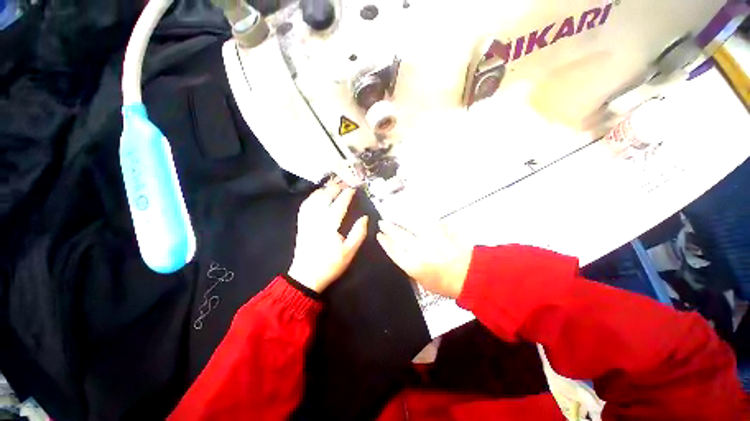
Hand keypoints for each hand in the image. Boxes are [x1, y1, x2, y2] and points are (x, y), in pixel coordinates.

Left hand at [288, 184, 368, 292]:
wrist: (306, 276)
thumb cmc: (330, 264)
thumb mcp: (349, 252)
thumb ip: (358, 233)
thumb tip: (365, 217)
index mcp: (330, 226)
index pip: (339, 204)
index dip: (347, 194)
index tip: (353, 187)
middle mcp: (316, 219)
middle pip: (325, 197)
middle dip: (335, 187)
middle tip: (344, 182)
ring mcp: (307, 221)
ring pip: (313, 199)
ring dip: (324, 189)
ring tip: (333, 185)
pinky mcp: (301, 224)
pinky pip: (305, 205)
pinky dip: (312, 197)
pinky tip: (317, 194)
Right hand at [376, 221, 472, 298]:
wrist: (470, 275)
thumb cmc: (444, 283)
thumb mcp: (421, 281)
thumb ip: (409, 265)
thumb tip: (400, 252)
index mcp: (413, 265)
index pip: (393, 249)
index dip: (384, 241)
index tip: (379, 235)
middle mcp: (419, 249)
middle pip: (398, 234)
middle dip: (388, 227)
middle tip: (382, 222)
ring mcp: (430, 237)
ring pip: (410, 223)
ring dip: (399, 218)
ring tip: (393, 214)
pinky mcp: (441, 230)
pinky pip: (426, 220)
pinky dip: (416, 216)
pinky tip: (411, 214)